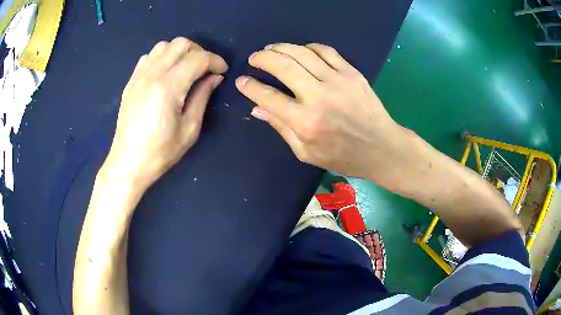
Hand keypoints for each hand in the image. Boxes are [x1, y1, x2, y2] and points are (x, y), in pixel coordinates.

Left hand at [104, 37, 227, 188]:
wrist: (128, 163)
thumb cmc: (160, 152)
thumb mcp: (189, 129)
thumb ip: (203, 97)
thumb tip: (214, 77)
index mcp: (168, 87)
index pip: (198, 58)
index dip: (215, 61)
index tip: (222, 71)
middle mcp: (152, 75)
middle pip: (180, 44)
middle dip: (199, 51)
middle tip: (205, 69)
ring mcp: (138, 76)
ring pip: (163, 46)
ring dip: (179, 52)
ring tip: (185, 69)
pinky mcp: (131, 82)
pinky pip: (148, 57)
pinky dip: (162, 57)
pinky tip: (165, 73)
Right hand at [235, 43, 410, 186]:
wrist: (382, 148)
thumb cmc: (344, 157)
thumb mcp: (307, 153)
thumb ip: (281, 128)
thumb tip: (258, 108)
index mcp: (305, 122)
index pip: (268, 96)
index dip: (250, 86)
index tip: (242, 81)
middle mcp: (319, 96)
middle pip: (283, 65)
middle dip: (262, 58)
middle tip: (254, 58)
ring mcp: (338, 81)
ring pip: (302, 53)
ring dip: (281, 47)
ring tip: (271, 49)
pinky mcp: (352, 73)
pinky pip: (326, 51)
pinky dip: (309, 47)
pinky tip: (301, 50)